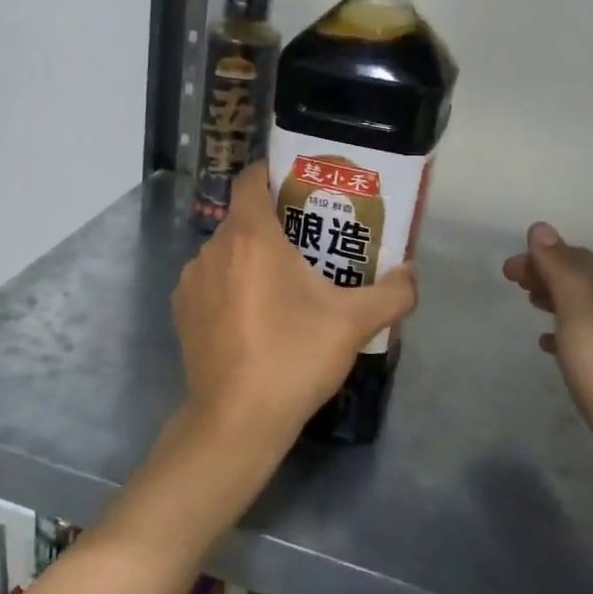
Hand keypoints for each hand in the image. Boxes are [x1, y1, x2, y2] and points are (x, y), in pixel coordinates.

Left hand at [165, 162, 416, 485]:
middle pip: (244, 218)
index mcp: (251, 237)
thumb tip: (411, 274)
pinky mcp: (182, 311)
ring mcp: (191, 281)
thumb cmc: (294, 357)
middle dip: (275, 223)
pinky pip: (211, 281)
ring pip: (226, 252)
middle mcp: (213, 249)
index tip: (301, 186)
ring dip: (251, 258)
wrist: (236, 420)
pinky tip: (254, 316)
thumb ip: (393, 293)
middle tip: (310, 241)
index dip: (274, 173)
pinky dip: (231, 286)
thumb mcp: (354, 323)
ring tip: (285, 283)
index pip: (251, 178)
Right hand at [502, 224, 592, 494]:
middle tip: (512, 283)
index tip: (507, 270)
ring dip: (556, 299)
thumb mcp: (582, 314)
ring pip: (587, 308)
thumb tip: (542, 229)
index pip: (577, 257)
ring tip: (530, 305)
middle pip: (584, 279)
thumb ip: (561, 271)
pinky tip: (550, 347)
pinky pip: (589, 338)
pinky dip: (565, 332)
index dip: (542, 256)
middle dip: (548, 274)